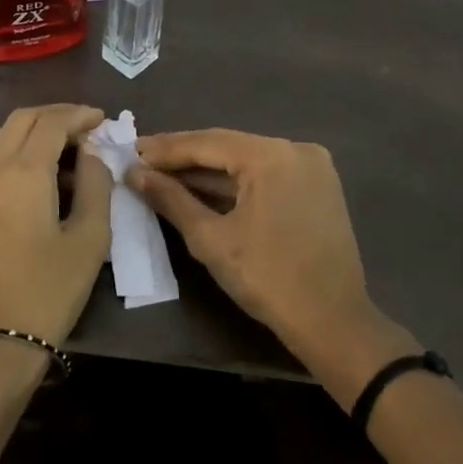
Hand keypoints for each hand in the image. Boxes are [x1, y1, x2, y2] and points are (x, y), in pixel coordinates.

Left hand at [0, 104, 111, 347]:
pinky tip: (41, 177)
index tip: (103, 119)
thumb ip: (95, 185)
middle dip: (55, 116)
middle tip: (87, 128)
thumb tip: (93, 153)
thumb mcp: (89, 238)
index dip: (79, 115)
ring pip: (1, 139)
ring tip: (68, 150)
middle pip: (21, 121)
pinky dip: (17, 154)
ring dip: (34, 133)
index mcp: (23, 173)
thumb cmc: (50, 290)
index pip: (51, 123)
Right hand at [131, 129, 408, 396]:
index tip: (130, 150)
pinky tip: (202, 188)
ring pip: (247, 160)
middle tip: (142, 160)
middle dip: (184, 156)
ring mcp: (312, 167)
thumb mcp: (211, 239)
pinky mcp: (317, 187)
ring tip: (163, 174)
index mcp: (273, 156)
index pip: (208, 142)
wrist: (332, 321)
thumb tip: (135, 174)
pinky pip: (266, 175)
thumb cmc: (267, 279)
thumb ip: (171, 199)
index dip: (166, 148)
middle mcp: (296, 149)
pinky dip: (235, 183)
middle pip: (228, 146)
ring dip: (208, 170)